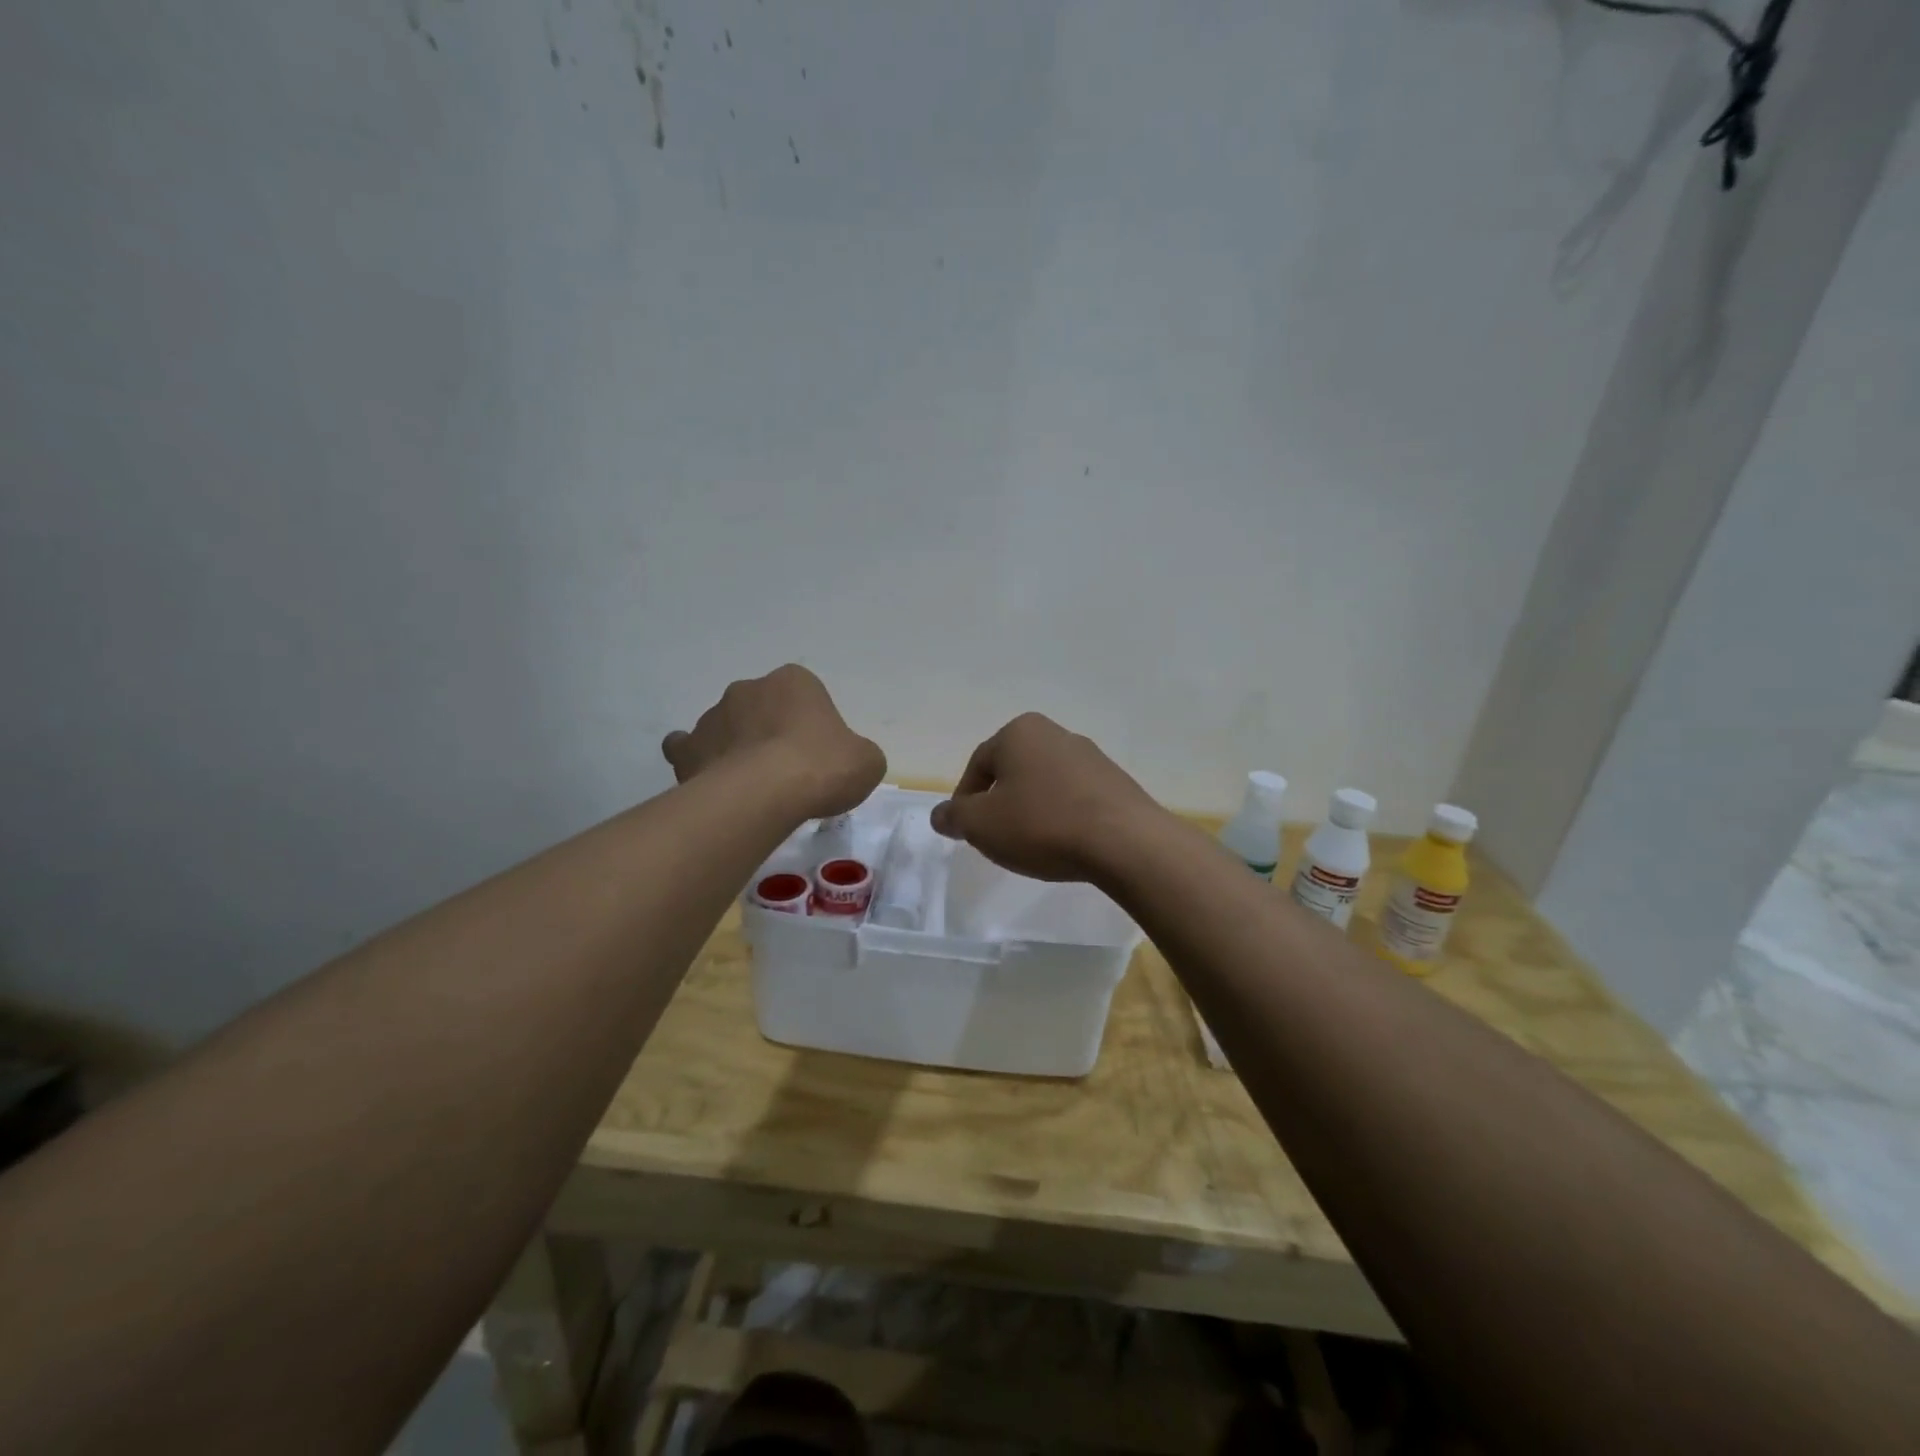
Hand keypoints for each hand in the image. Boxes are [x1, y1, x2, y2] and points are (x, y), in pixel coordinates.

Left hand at [662, 665, 884, 820]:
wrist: (765, 794)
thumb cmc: (822, 768)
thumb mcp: (866, 762)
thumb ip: (857, 754)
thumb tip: (846, 762)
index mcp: (794, 681)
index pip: (805, 696)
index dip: (812, 727)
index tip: (818, 756)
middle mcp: (749, 688)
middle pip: (762, 708)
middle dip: (770, 733)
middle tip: (786, 771)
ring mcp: (713, 716)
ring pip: (726, 728)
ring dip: (737, 748)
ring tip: (752, 786)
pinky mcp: (688, 748)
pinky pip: (688, 749)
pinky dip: (698, 760)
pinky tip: (711, 780)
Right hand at [930, 713, 1162, 881]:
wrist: (1124, 842)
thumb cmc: (1042, 825)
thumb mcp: (982, 825)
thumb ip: (954, 817)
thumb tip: (941, 815)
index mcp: (1019, 732)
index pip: (978, 765)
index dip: (965, 801)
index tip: (966, 832)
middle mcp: (1055, 733)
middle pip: (1013, 771)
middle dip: (1000, 803)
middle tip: (996, 838)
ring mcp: (1091, 756)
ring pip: (1045, 783)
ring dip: (1032, 810)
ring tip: (1032, 845)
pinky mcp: (1116, 782)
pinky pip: (1075, 797)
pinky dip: (1062, 816)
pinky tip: (1064, 843)